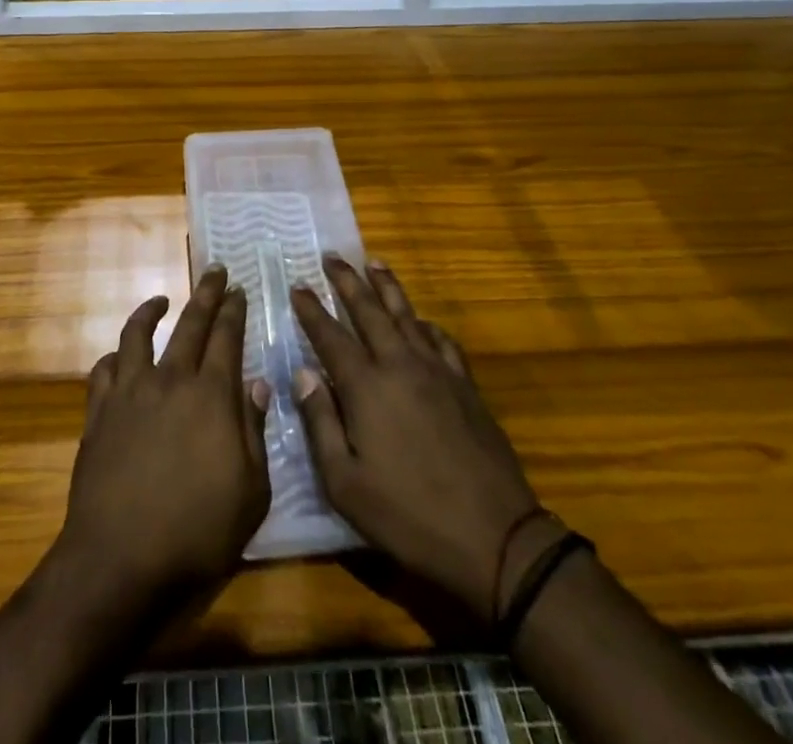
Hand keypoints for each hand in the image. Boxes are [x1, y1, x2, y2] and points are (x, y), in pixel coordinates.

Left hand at [56, 267, 271, 604]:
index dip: (233, 310)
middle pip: (190, 324)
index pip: (226, 338)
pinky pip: (103, 370)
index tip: (238, 289)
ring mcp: (129, 393)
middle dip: (205, 294)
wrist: (119, 561)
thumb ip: (254, 431)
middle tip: (214, 271)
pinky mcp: (98, 413)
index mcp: (211, 396)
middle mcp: (169, 381)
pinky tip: (120, 358)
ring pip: (138, 335)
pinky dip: (114, 357)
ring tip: (161, 299)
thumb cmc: (197, 533)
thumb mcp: (251, 493)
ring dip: (151, 311)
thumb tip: (257, 383)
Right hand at [291, 258, 541, 625]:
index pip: (330, 335)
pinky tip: (421, 320)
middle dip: (347, 280)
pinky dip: (426, 323)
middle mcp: (399, 365)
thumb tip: (303, 373)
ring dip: (386, 286)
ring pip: (406, 314)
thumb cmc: (409, 516)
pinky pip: (441, 340)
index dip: (311, 309)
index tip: (298, 285)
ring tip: (373, 262)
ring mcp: (437, 371)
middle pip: (368, 310)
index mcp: (366, 387)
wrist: (494, 537)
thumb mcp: (346, 484)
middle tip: (332, 256)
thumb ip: (320, 423)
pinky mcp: (465, 385)